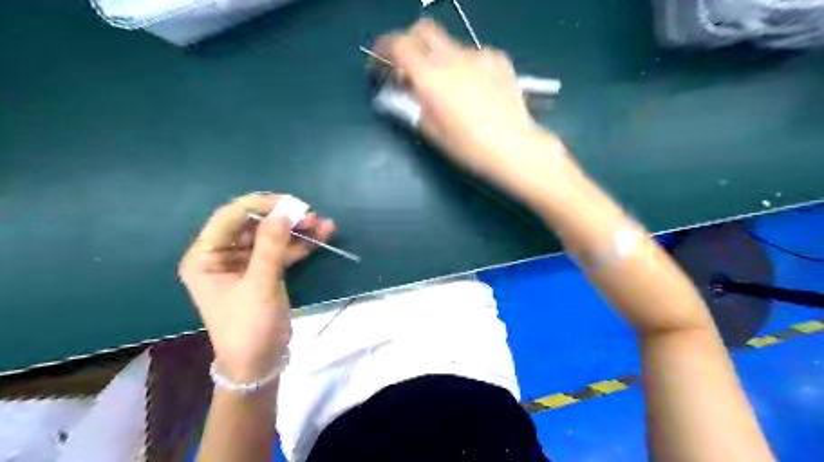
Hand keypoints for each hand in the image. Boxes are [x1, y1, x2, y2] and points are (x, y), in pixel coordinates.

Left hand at [179, 193, 333, 379]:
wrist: (259, 363)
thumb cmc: (249, 327)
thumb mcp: (260, 285)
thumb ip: (270, 246)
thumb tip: (284, 211)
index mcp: (206, 256)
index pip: (231, 217)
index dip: (261, 205)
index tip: (290, 204)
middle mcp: (222, 255)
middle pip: (253, 224)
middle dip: (283, 218)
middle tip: (310, 216)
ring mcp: (245, 263)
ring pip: (271, 236)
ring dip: (296, 230)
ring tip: (322, 224)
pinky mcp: (264, 271)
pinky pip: (282, 251)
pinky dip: (301, 244)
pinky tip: (323, 236)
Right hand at [375, 17, 569, 188]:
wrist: (514, 149)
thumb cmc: (467, 148)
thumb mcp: (430, 131)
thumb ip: (411, 105)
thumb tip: (401, 90)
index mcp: (432, 77)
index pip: (399, 45)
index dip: (383, 49)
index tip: (380, 63)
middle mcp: (454, 58)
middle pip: (423, 30)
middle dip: (410, 43)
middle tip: (409, 68)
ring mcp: (479, 55)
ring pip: (449, 44)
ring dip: (439, 58)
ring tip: (447, 87)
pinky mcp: (499, 60)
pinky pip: (473, 54)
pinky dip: (464, 66)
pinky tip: (473, 88)